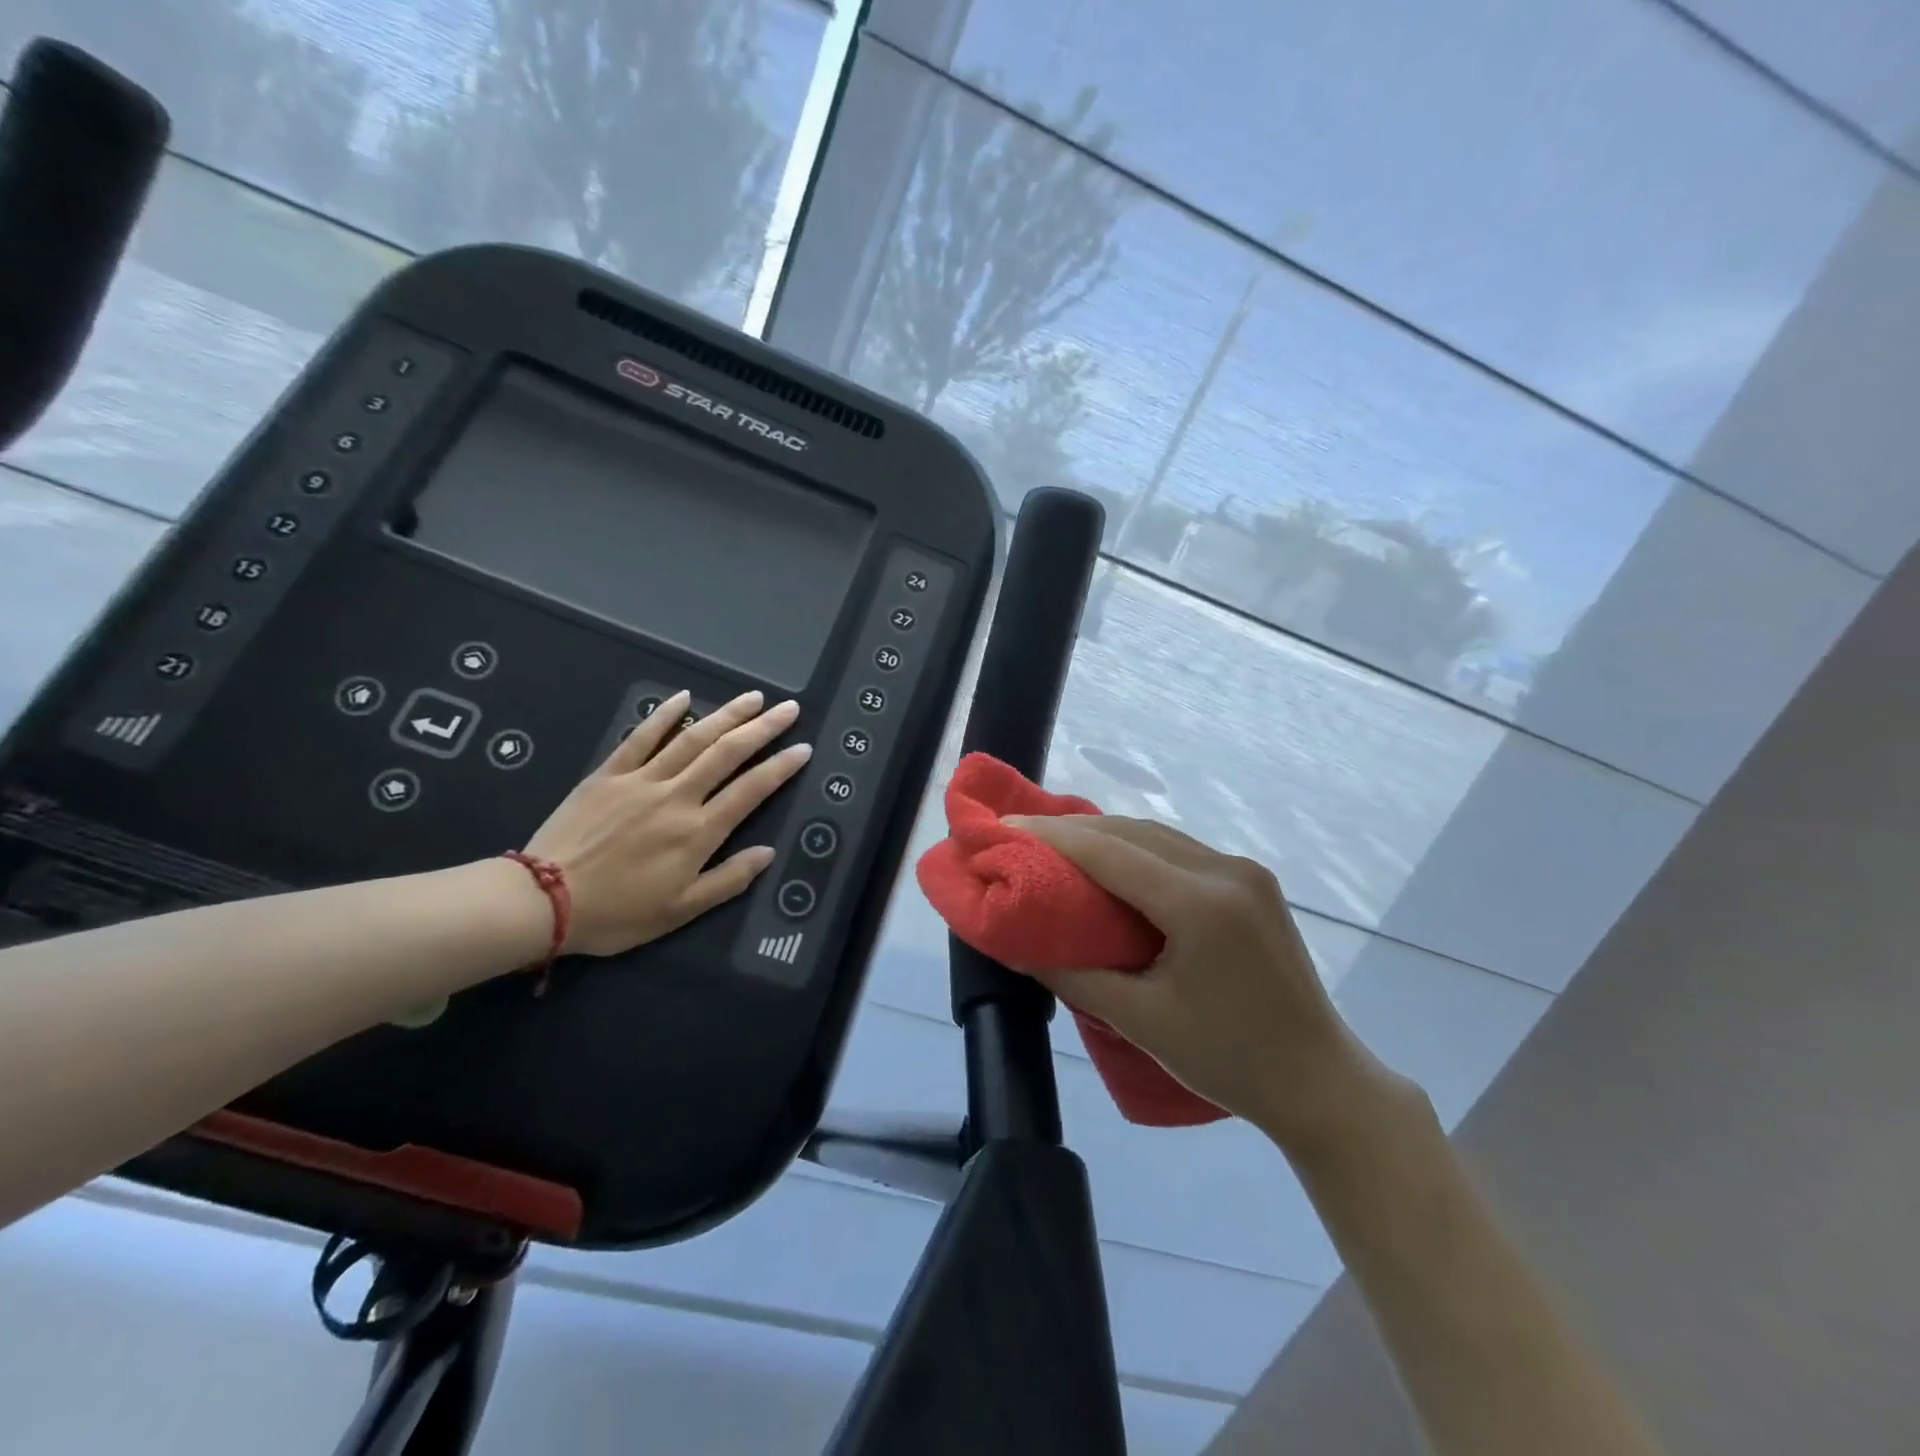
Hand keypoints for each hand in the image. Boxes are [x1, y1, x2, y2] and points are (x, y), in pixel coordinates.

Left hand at [523, 689, 810, 956]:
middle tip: (788, 709)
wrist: (542, 900)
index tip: (803, 748)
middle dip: (762, 729)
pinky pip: (640, 738)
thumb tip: (767, 852)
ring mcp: (641, 781)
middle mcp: (676, 797)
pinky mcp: (609, 774)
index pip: (750, 790)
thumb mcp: (680, 910)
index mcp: (697, 832)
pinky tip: (684, 698)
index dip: (780, 768)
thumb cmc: (617, 913)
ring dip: (726, 715)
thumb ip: (728, 880)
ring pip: (692, 739)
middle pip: (727, 754)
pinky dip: (663, 716)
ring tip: (752, 699)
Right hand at [1005, 814, 1409, 1154]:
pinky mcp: (1251, 882)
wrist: (1319, 1081)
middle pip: (1132, 832)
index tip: (1004, 827)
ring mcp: (1244, 872)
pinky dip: (1136, 849)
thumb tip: (1016, 946)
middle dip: (1071, 829)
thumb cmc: (1228, 1060)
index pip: (1110, 852)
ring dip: (1104, 836)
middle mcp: (1225, 871)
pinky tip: (1109, 862)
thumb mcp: (1141, 1022)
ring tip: (1054, 844)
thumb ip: (1074, 977)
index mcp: (1200, 905)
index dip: (1052, 836)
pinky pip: (1179, 850)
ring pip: (1157, 835)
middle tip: (1020, 834)